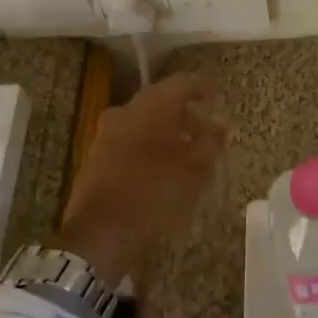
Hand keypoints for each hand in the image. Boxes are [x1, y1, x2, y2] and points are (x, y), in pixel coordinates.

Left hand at [57, 74, 227, 282]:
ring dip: (167, 130)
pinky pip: (130, 138)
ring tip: (187, 151)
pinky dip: (149, 144)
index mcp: (152, 106)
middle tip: (206, 129)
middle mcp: (127, 110)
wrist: (99, 234)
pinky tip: (162, 166)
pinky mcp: (97, 155)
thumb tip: (221, 125)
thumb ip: (211, 142)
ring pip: (144, 120)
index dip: (202, 88)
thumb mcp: (195, 169)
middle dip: (185, 112)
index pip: (182, 83)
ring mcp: (108, 132)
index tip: (217, 96)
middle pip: (161, 100)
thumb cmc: (155, 194)